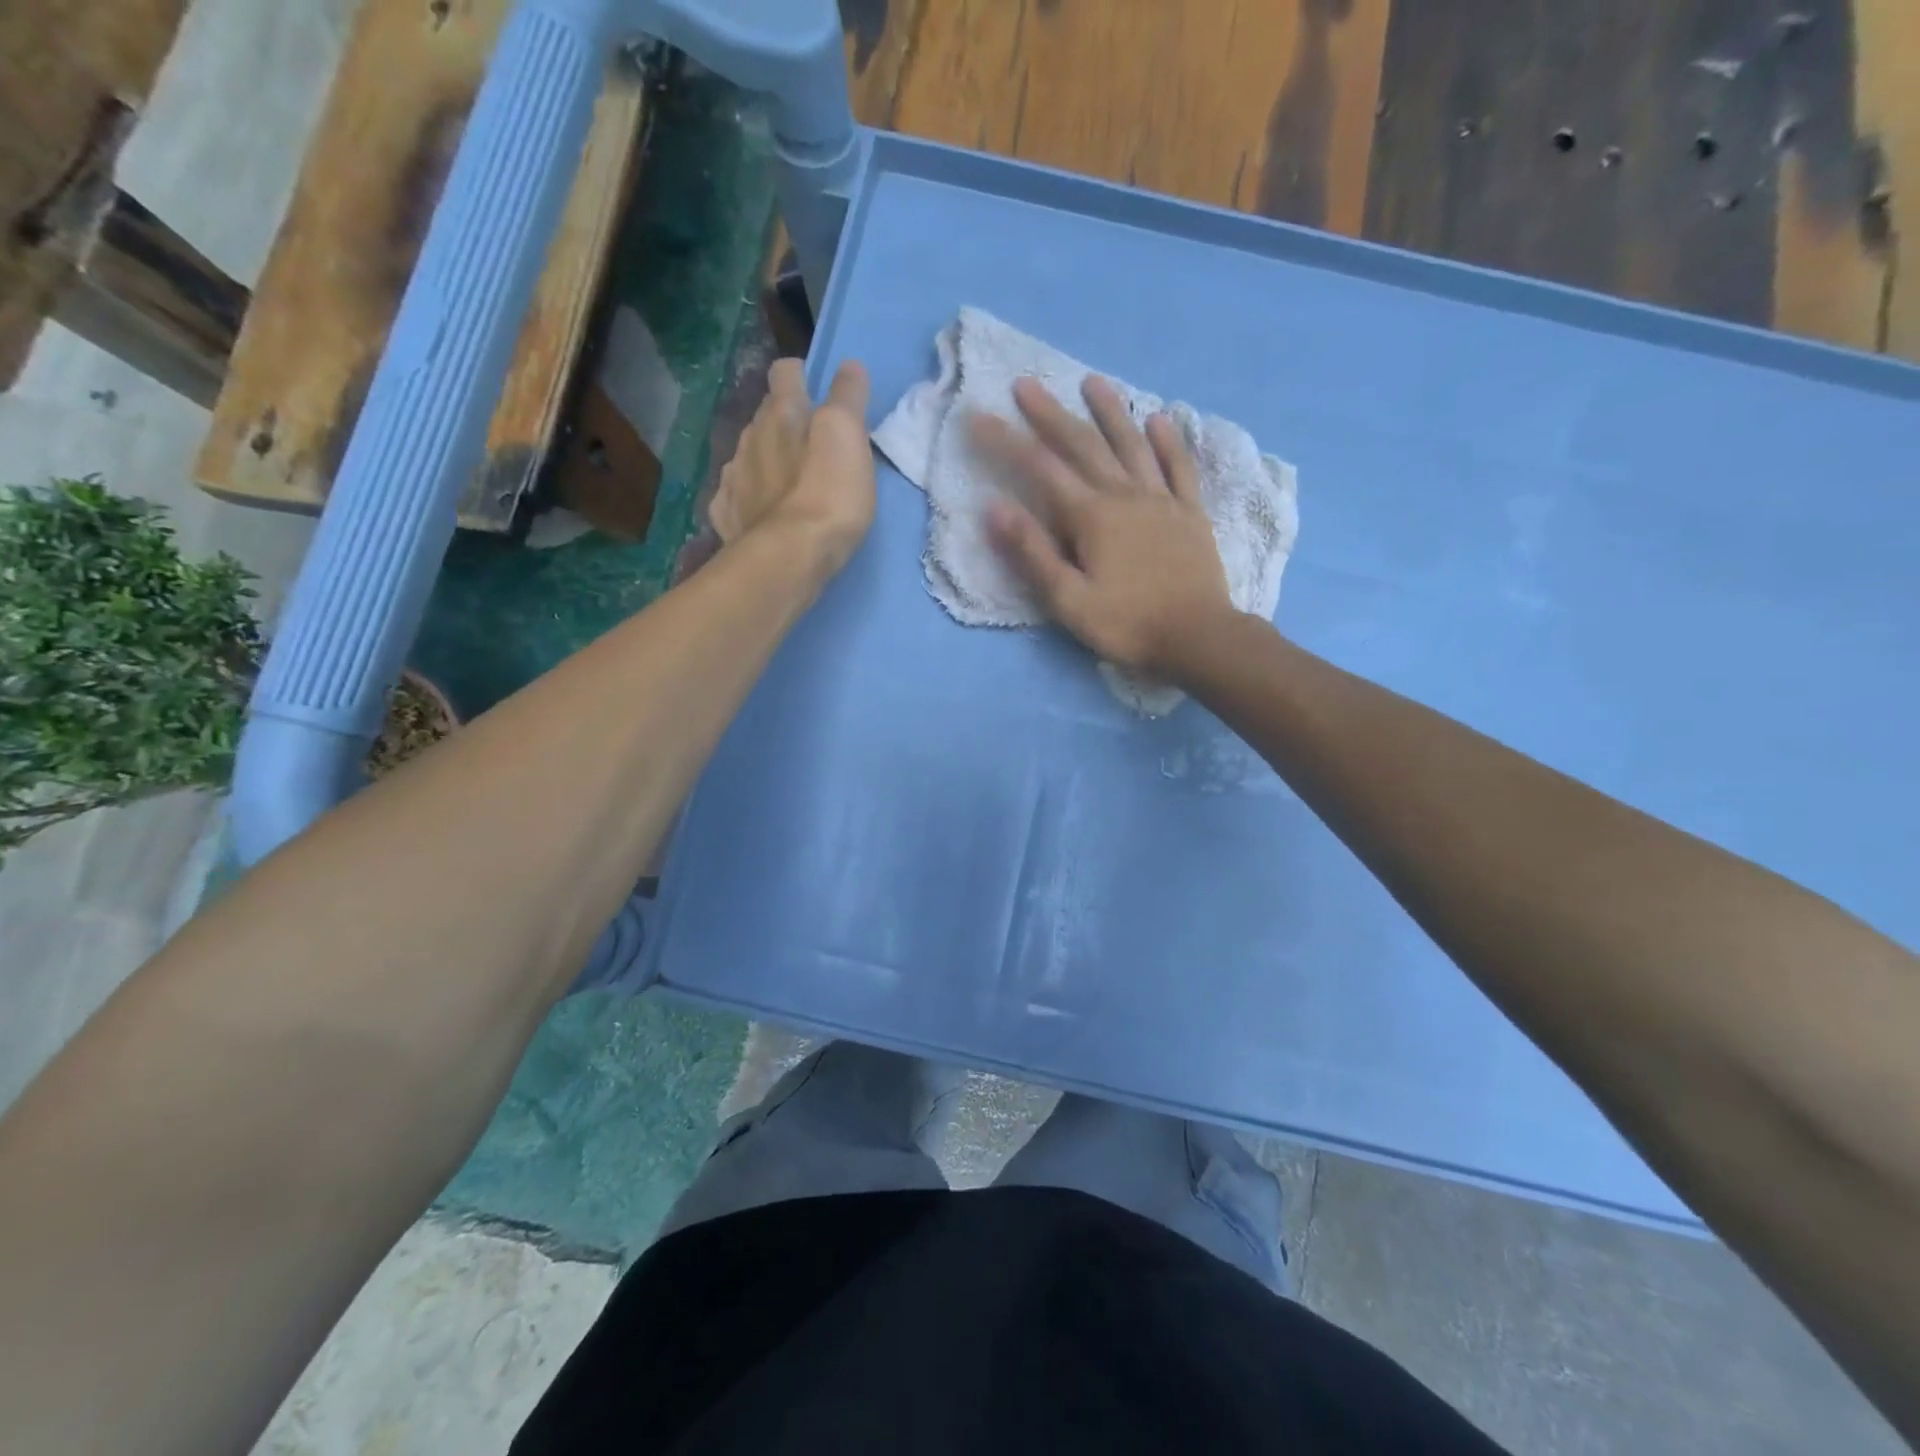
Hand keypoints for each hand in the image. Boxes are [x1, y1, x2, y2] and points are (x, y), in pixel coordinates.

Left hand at [711, 357, 874, 575]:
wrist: (788, 559)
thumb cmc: (827, 494)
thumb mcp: (849, 437)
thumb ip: (848, 398)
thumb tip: (849, 365)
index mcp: (782, 413)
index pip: (785, 373)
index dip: (801, 375)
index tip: (816, 390)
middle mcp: (750, 436)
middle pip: (765, 415)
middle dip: (784, 422)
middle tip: (810, 444)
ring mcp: (734, 477)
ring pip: (748, 454)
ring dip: (766, 460)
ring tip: (788, 483)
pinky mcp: (727, 515)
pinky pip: (736, 495)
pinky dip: (749, 497)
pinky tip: (762, 512)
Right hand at [973, 375, 1233, 679]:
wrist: (1197, 637)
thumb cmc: (1127, 624)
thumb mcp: (1068, 600)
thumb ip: (1033, 552)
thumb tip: (995, 507)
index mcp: (1091, 517)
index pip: (1040, 469)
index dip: (1006, 441)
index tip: (978, 416)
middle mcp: (1125, 495)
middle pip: (1083, 445)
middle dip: (1050, 414)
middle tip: (1026, 383)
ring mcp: (1162, 500)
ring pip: (1132, 445)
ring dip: (1110, 412)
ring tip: (1092, 382)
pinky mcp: (1190, 513)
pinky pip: (1179, 467)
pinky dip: (1168, 441)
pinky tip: (1160, 419)